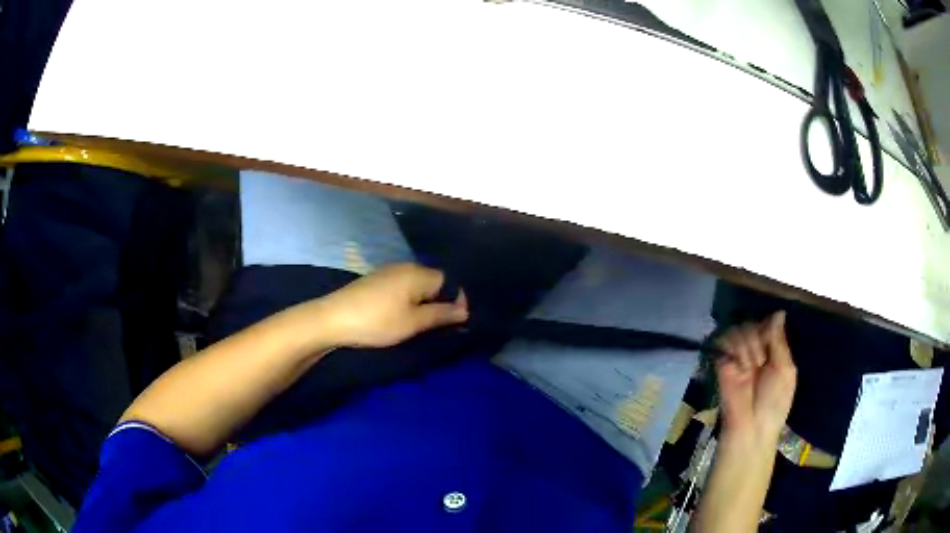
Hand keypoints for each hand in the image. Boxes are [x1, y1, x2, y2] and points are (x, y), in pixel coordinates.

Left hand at [314, 263, 467, 348]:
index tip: (456, 322)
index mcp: (418, 273)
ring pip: (417, 285)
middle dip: (440, 301)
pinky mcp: (375, 280)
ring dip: (424, 302)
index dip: (456, 300)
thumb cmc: (377, 321)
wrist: (333, 318)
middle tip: (438, 326)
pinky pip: (402, 286)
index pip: (449, 281)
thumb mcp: (413, 323)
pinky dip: (408, 299)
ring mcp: (388, 271)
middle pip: (433, 281)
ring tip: (420, 323)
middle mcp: (405, 267)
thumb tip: (465, 311)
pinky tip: (400, 315)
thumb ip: (441, 315)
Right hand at [715, 311, 796, 447]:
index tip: (770, 343)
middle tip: (760, 363)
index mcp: (772, 351)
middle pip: (752, 323)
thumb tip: (779, 311)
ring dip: (746, 347)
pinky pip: (723, 341)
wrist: (751, 428)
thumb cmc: (774, 403)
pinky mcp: (721, 364)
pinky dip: (731, 348)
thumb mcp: (786, 371)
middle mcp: (754, 351)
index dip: (768, 328)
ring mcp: (737, 357)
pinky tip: (738, 365)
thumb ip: (780, 341)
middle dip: (757, 340)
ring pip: (739, 330)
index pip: (767, 324)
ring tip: (748, 369)